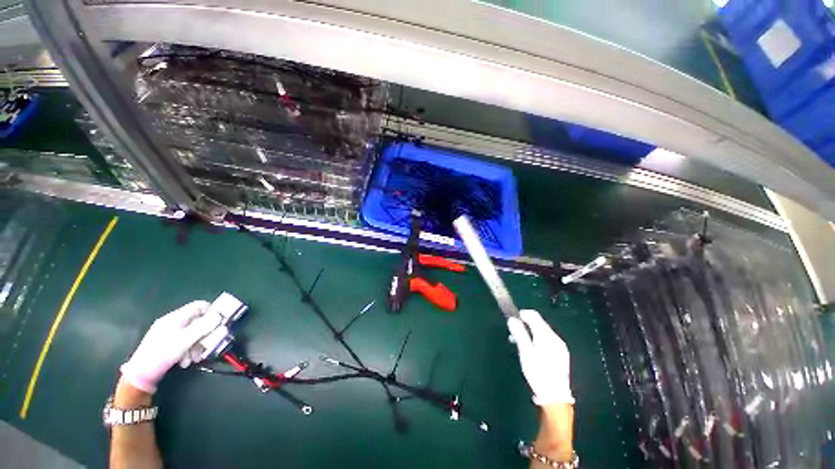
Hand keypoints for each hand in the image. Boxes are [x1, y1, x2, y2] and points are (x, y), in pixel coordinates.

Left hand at [120, 301, 219, 393]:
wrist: (140, 375)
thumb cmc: (162, 354)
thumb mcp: (184, 341)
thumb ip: (203, 327)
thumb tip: (219, 316)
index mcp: (176, 317)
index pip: (199, 306)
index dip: (212, 312)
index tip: (220, 324)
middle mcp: (173, 322)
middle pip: (198, 321)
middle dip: (205, 334)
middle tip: (207, 346)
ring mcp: (169, 333)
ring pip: (193, 334)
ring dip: (197, 346)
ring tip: (194, 359)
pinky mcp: (167, 344)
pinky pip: (185, 342)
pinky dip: (189, 350)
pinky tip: (186, 361)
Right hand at [507, 309, 573, 404]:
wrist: (555, 396)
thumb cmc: (538, 373)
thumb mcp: (525, 353)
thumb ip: (519, 334)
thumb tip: (512, 319)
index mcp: (546, 336)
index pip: (534, 315)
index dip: (522, 314)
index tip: (512, 319)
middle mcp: (555, 338)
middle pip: (539, 322)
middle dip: (526, 324)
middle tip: (514, 333)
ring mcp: (560, 346)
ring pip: (543, 331)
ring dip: (531, 332)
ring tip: (521, 342)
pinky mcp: (561, 354)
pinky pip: (547, 339)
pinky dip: (538, 339)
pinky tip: (533, 350)